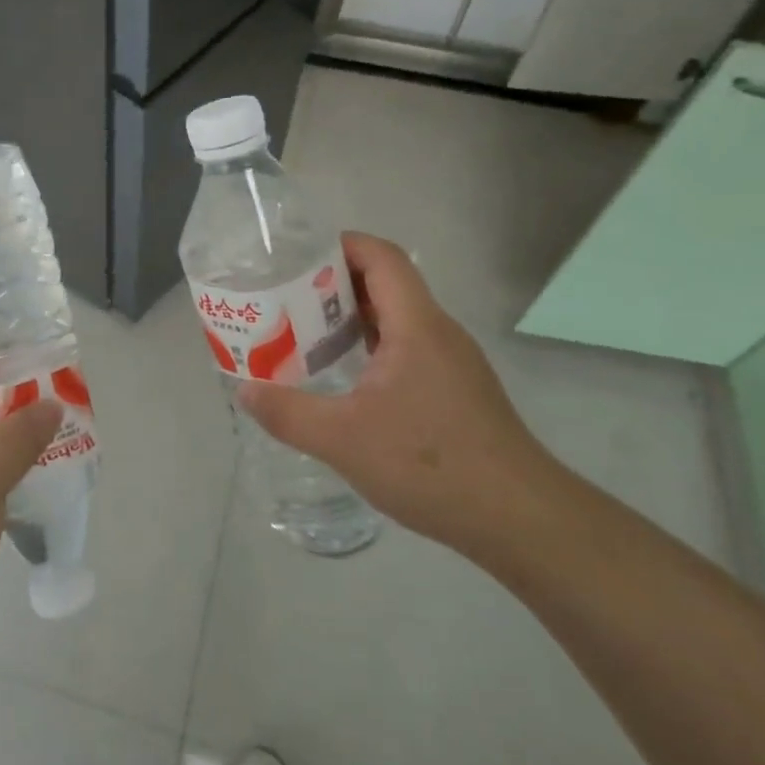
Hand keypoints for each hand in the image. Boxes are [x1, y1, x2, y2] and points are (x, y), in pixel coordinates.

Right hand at [238, 232, 560, 553]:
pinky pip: (408, 350)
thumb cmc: (431, 465)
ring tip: (303, 338)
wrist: (519, 519)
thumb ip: (288, 412)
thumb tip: (245, 390)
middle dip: (333, 285)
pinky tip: (345, 382)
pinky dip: (371, 349)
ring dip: (351, 320)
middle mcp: (438, 333)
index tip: (295, 258)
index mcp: (416, 326)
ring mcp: (452, 362)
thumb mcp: (343, 440)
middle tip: (284, 301)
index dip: (341, 244)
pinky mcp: (457, 391)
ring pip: (397, 320)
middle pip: (386, 285)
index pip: (381, 257)